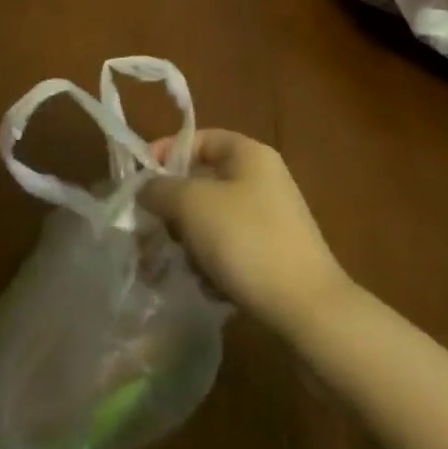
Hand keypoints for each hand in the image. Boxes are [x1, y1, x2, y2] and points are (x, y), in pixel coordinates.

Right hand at [141, 130, 348, 335]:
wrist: (307, 309)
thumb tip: (145, 189)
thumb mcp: (191, 204)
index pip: (199, 139)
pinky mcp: (273, 256)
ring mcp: (271, 219)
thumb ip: (160, 188)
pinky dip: (212, 263)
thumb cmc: (246, 240)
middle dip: (174, 208)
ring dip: (190, 241)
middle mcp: (263, 180)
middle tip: (153, 231)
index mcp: (249, 154)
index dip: (166, 153)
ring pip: (212, 219)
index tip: (140, 182)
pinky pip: (229, 249)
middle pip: (203, 182)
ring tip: (180, 265)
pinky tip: (207, 286)